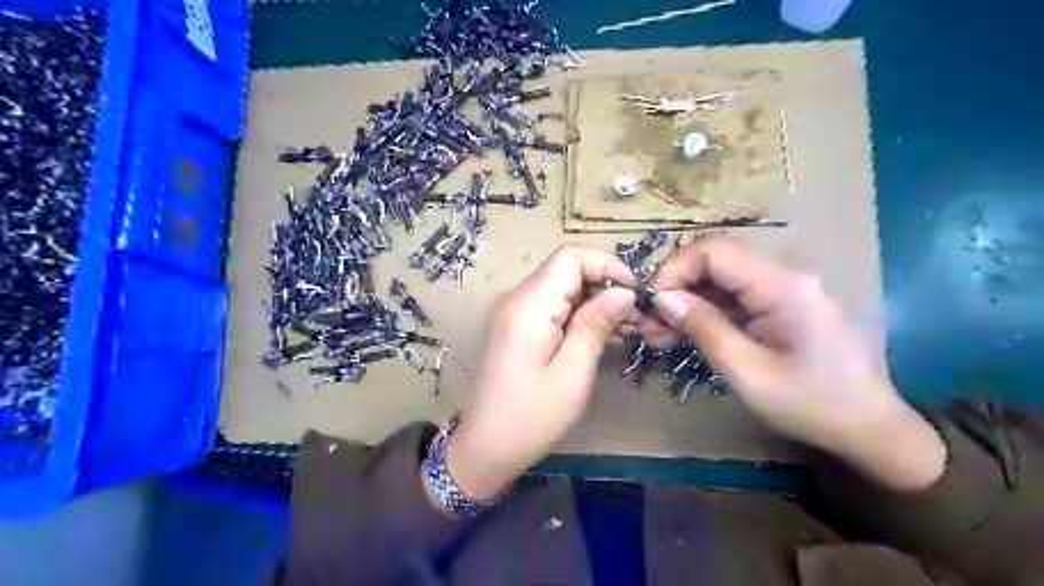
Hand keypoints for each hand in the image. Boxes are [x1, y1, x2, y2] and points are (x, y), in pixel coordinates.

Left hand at [447, 246, 637, 496]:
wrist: (485, 447)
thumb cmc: (531, 417)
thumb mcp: (572, 373)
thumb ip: (596, 325)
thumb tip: (624, 292)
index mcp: (529, 305)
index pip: (570, 257)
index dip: (607, 265)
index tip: (635, 293)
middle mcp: (517, 298)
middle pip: (566, 269)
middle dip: (605, 284)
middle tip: (636, 316)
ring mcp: (514, 312)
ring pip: (562, 287)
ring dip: (595, 300)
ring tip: (626, 327)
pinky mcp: (517, 326)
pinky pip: (553, 306)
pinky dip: (579, 313)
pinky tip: (602, 335)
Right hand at [642, 239, 951, 492]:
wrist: (870, 429)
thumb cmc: (811, 405)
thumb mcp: (747, 372)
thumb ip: (704, 328)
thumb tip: (663, 298)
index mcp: (783, 286)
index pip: (715, 251)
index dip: (676, 269)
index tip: (654, 303)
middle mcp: (786, 276)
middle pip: (716, 262)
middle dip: (677, 288)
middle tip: (649, 324)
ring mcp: (786, 290)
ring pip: (722, 281)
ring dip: (688, 302)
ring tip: (658, 334)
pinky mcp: (783, 306)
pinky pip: (737, 298)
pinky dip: (708, 313)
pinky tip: (685, 334)